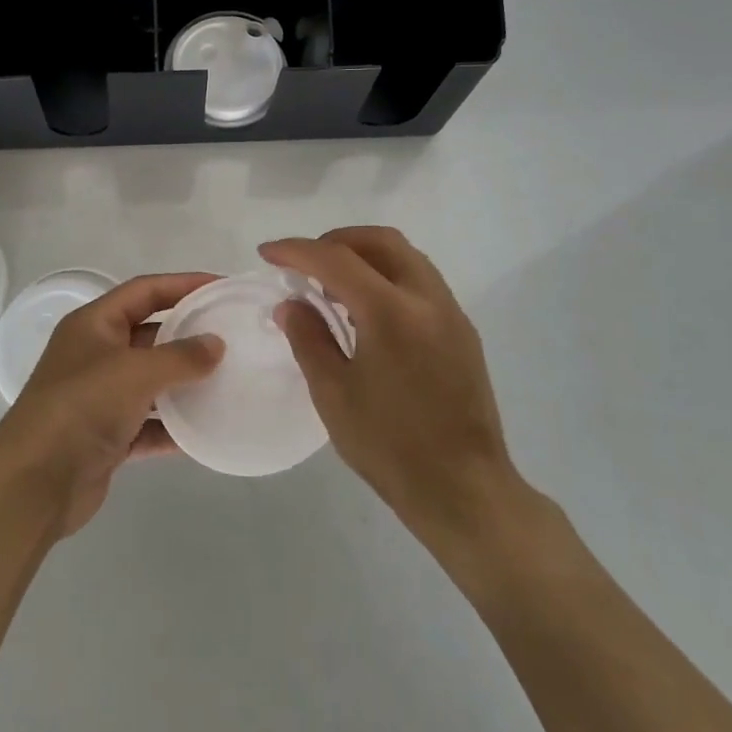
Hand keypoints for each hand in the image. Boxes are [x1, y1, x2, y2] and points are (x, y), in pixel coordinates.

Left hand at [0, 273, 223, 537]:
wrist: (35, 482)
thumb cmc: (82, 407)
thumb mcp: (135, 371)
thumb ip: (180, 356)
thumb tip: (216, 344)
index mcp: (93, 324)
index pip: (144, 291)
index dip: (183, 284)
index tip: (222, 287)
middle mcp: (95, 355)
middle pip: (150, 334)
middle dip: (188, 334)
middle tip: (233, 336)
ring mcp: (100, 397)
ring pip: (151, 381)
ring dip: (185, 382)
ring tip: (229, 380)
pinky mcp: (107, 437)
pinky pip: (150, 424)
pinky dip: (174, 426)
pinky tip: (208, 430)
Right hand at [261, 228, 521, 549]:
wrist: (464, 490)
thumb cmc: (390, 445)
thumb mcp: (333, 393)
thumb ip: (308, 338)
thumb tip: (291, 304)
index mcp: (391, 312)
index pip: (336, 259)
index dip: (296, 250)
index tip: (267, 253)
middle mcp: (427, 299)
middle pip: (380, 241)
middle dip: (336, 241)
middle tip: (305, 262)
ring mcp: (451, 314)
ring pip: (405, 257)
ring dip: (365, 257)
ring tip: (332, 287)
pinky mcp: (463, 332)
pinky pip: (420, 282)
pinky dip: (387, 277)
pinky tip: (367, 312)